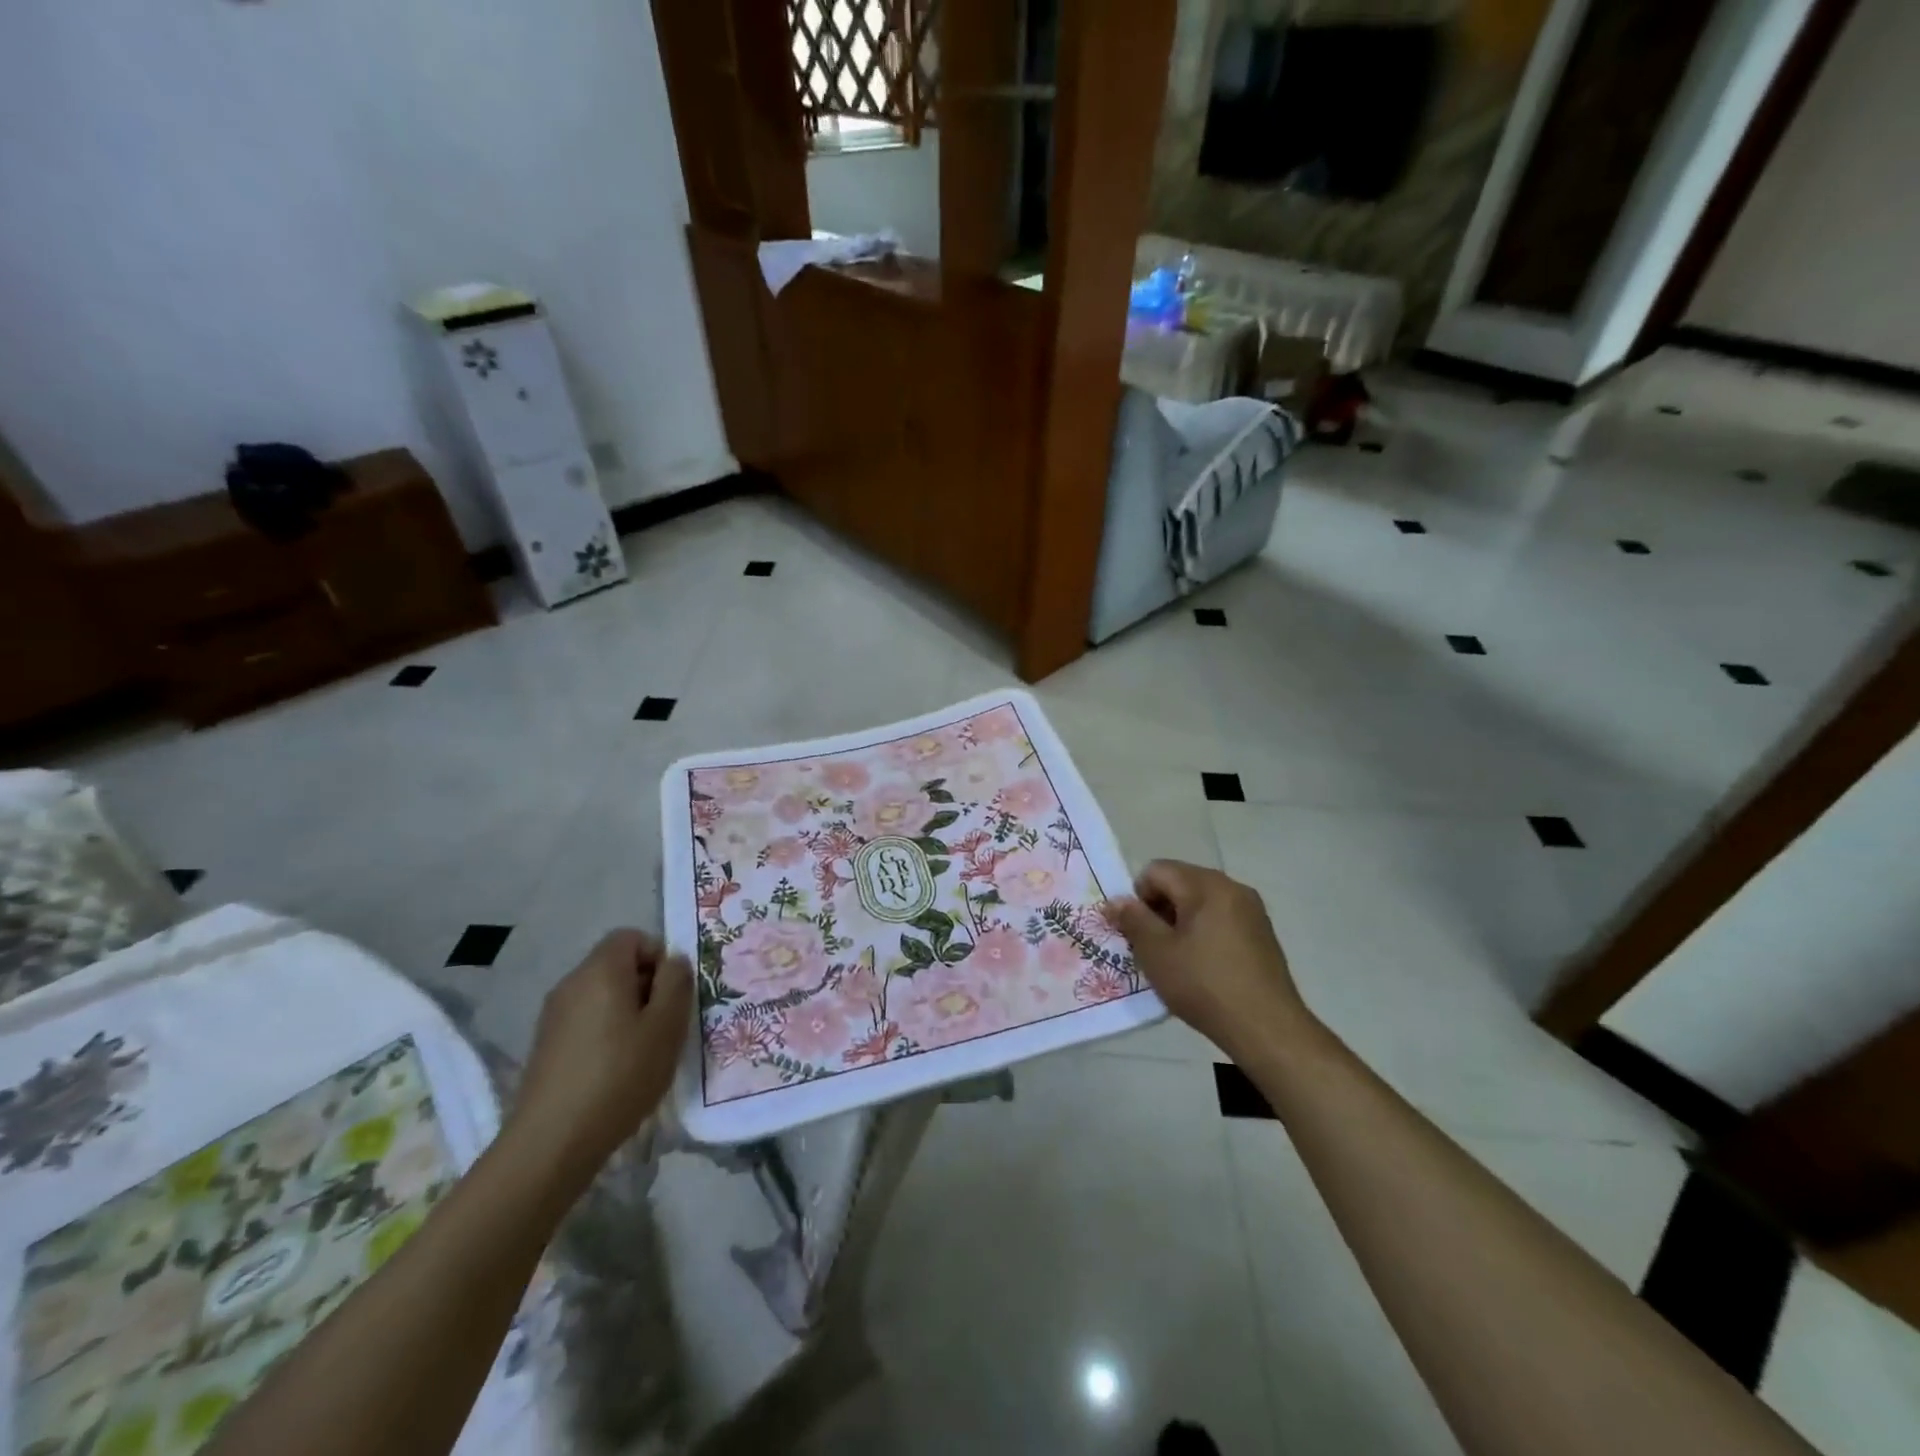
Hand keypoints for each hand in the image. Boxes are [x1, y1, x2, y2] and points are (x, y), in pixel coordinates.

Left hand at [507, 931, 691, 1184]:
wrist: (551, 1143)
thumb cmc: (620, 1075)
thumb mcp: (666, 1025)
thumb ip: (677, 983)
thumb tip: (673, 962)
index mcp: (601, 970)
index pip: (632, 937)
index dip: (659, 956)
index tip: (672, 994)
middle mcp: (572, 983)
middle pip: (617, 965)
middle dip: (647, 986)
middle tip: (665, 1025)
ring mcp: (554, 1016)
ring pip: (603, 995)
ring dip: (629, 1013)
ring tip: (644, 1052)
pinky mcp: (546, 1046)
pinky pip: (587, 1021)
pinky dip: (607, 1034)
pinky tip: (617, 1071)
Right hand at [1105, 860, 1313, 1059]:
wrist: (1267, 1028)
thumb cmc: (1204, 985)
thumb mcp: (1157, 953)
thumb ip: (1132, 920)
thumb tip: (1116, 901)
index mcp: (1206, 885)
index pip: (1157, 870)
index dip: (1138, 897)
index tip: (1138, 933)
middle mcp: (1232, 887)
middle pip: (1180, 882)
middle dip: (1160, 909)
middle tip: (1153, 947)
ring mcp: (1252, 911)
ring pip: (1201, 902)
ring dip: (1181, 923)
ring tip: (1176, 960)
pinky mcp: (1262, 934)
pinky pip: (1221, 919)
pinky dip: (1203, 933)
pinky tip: (1202, 968)